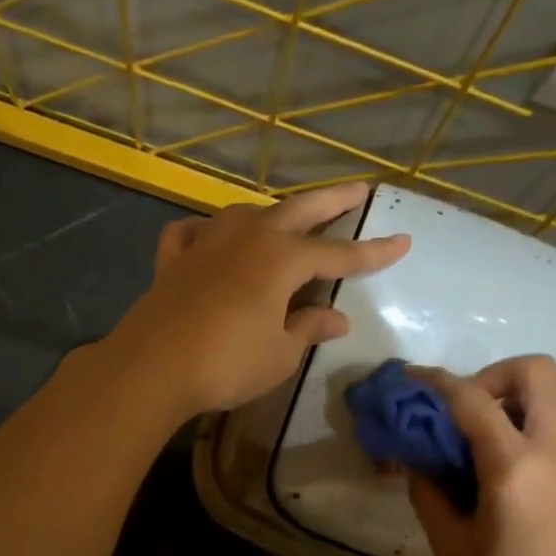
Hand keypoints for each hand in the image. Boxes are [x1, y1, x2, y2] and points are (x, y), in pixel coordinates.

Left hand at [108, 184, 409, 416]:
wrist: (152, 367)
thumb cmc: (227, 363)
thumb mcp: (279, 354)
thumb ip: (308, 328)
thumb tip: (337, 318)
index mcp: (281, 259)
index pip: (339, 254)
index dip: (372, 252)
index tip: (402, 242)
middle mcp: (247, 238)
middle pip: (298, 211)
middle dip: (332, 201)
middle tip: (358, 189)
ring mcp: (206, 243)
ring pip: (246, 215)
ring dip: (272, 214)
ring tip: (285, 220)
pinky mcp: (173, 260)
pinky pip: (194, 234)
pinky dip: (207, 233)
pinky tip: (210, 239)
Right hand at [407, 356, 555, 555]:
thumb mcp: (455, 551)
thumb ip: (430, 497)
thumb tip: (419, 463)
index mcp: (515, 468)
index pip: (472, 400)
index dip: (437, 382)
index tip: (412, 380)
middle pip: (538, 371)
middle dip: (496, 374)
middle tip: (469, 409)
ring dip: (524, 396)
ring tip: (492, 434)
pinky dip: (541, 425)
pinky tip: (518, 470)